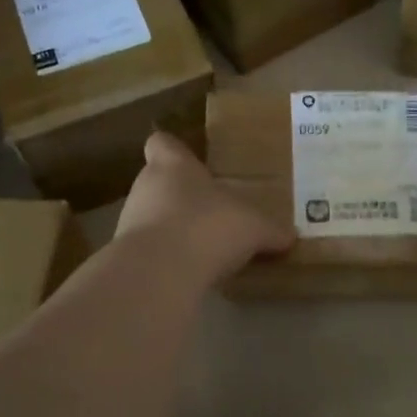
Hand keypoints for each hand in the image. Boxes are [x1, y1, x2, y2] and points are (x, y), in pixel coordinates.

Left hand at [116, 131, 293, 286]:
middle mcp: (145, 187)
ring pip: (152, 218)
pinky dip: (167, 259)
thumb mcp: (254, 228)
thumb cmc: (208, 227)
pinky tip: (191, 273)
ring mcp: (130, 223)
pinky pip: (150, 251)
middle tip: (211, 212)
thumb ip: (270, 230)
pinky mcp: (127, 257)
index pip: (162, 143)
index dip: (174, 150)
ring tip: (203, 247)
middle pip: (158, 182)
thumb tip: (289, 237)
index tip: (191, 162)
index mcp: (173, 166)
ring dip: (172, 229)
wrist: (160, 273)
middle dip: (181, 197)